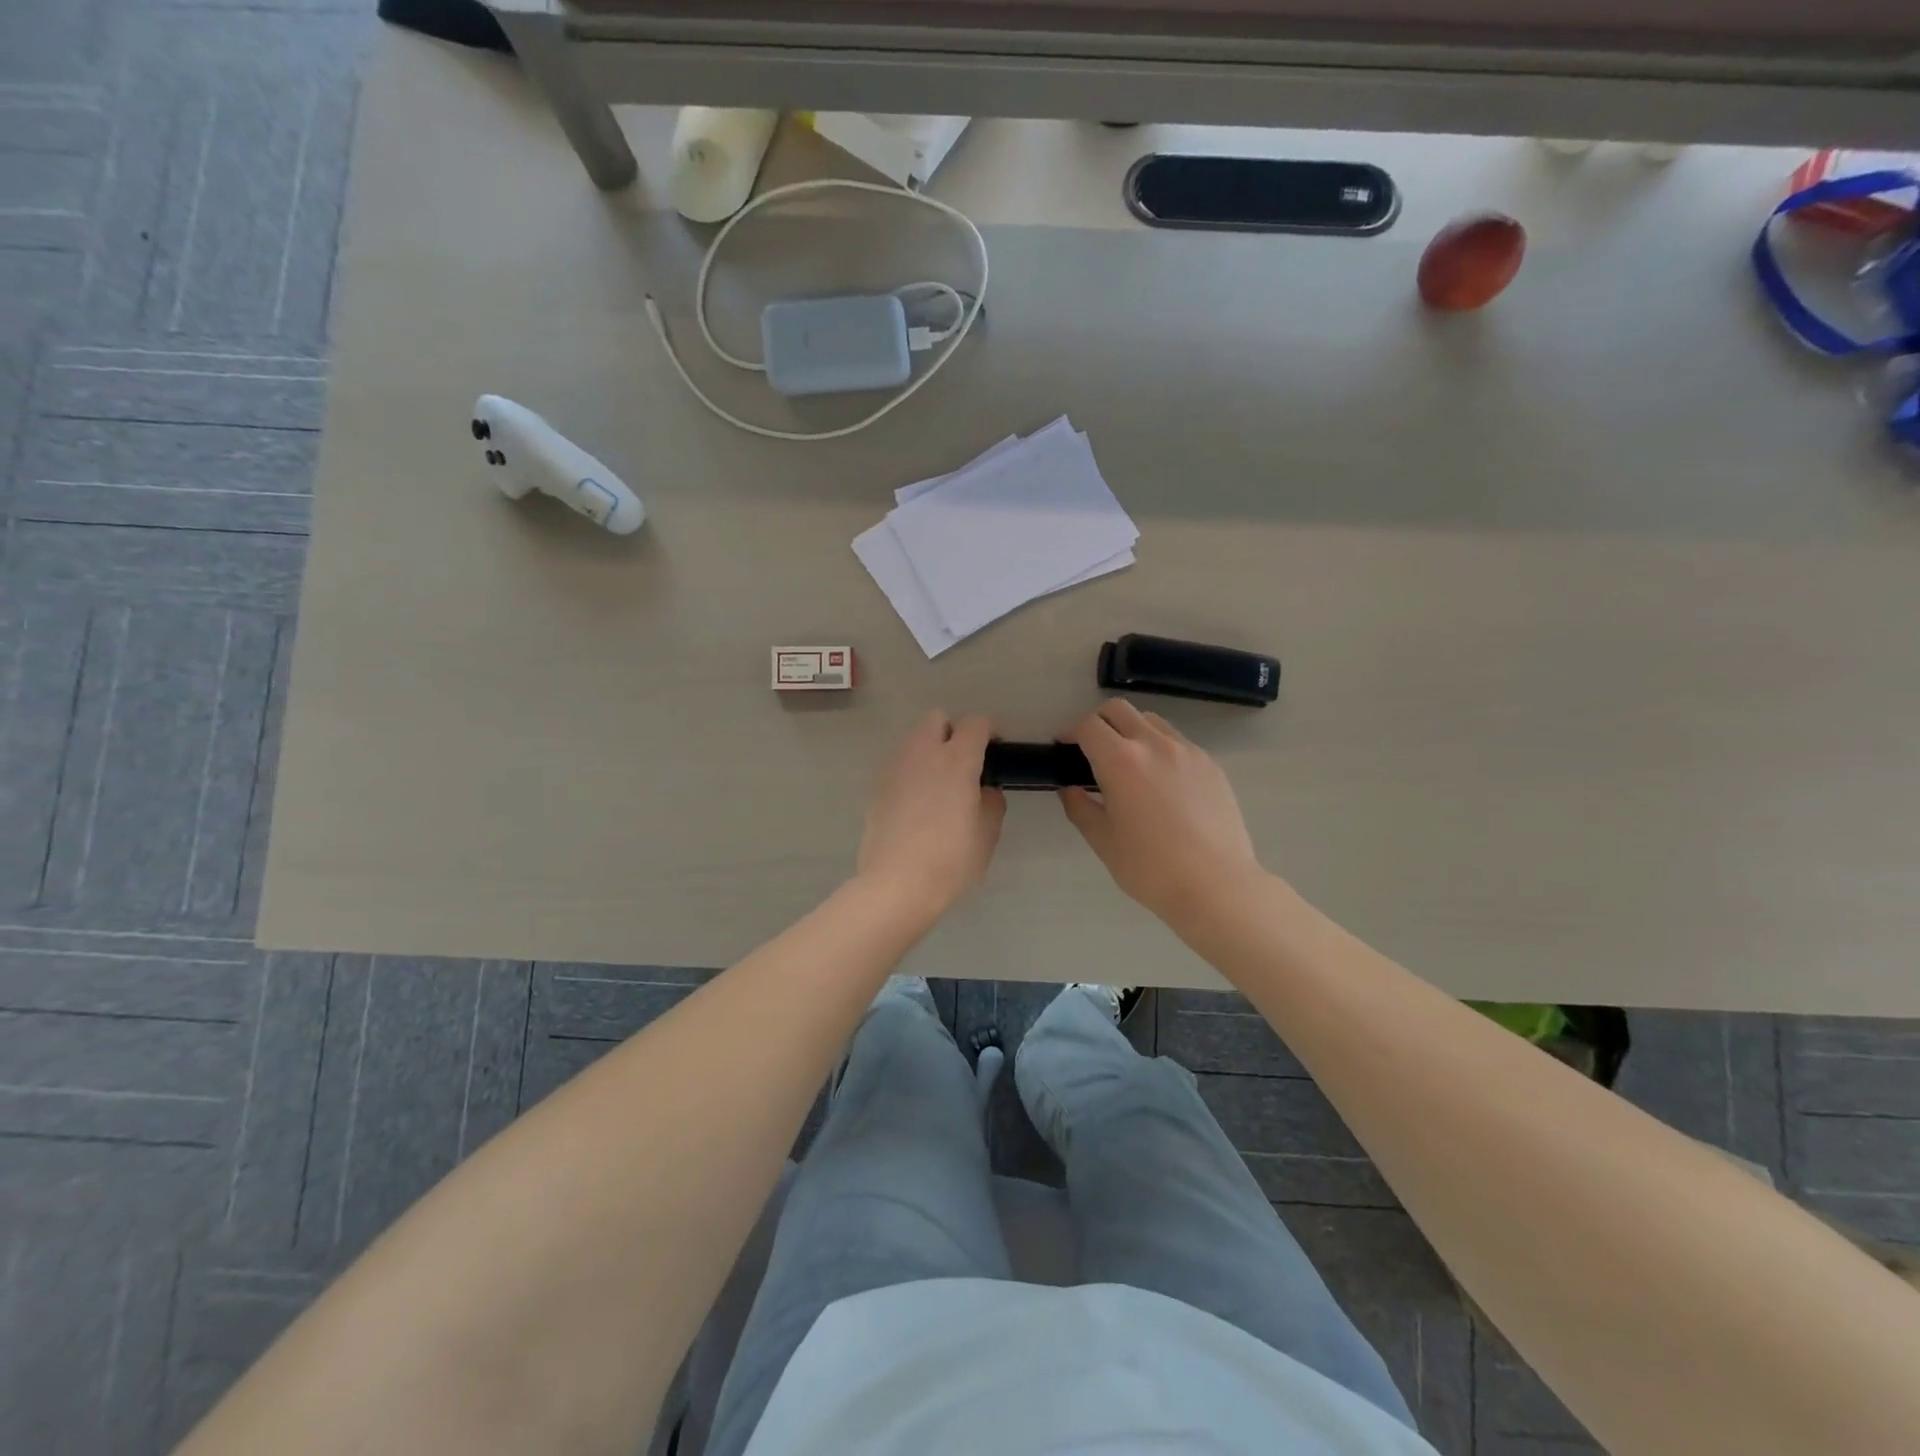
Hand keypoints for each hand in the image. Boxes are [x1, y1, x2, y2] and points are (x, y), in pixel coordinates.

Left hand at [857, 711, 1005, 918]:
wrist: (895, 884)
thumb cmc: (950, 859)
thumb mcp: (987, 834)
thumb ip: (991, 802)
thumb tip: (983, 790)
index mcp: (957, 760)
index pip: (976, 723)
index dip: (988, 733)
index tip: (993, 754)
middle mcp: (923, 753)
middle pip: (937, 719)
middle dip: (951, 733)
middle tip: (962, 765)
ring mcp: (894, 767)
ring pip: (913, 740)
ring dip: (928, 751)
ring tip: (937, 786)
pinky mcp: (876, 787)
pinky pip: (898, 765)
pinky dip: (910, 773)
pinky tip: (915, 805)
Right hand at [1062, 700, 1264, 927]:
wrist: (1217, 885)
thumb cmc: (1151, 868)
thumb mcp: (1104, 841)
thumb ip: (1080, 808)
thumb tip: (1069, 790)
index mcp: (1121, 761)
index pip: (1088, 727)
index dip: (1070, 732)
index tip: (1063, 746)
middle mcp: (1154, 744)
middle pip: (1119, 710)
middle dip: (1098, 721)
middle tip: (1090, 747)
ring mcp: (1187, 751)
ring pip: (1151, 721)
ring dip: (1130, 730)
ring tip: (1127, 761)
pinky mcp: (1211, 765)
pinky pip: (1178, 742)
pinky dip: (1159, 747)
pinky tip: (1160, 781)